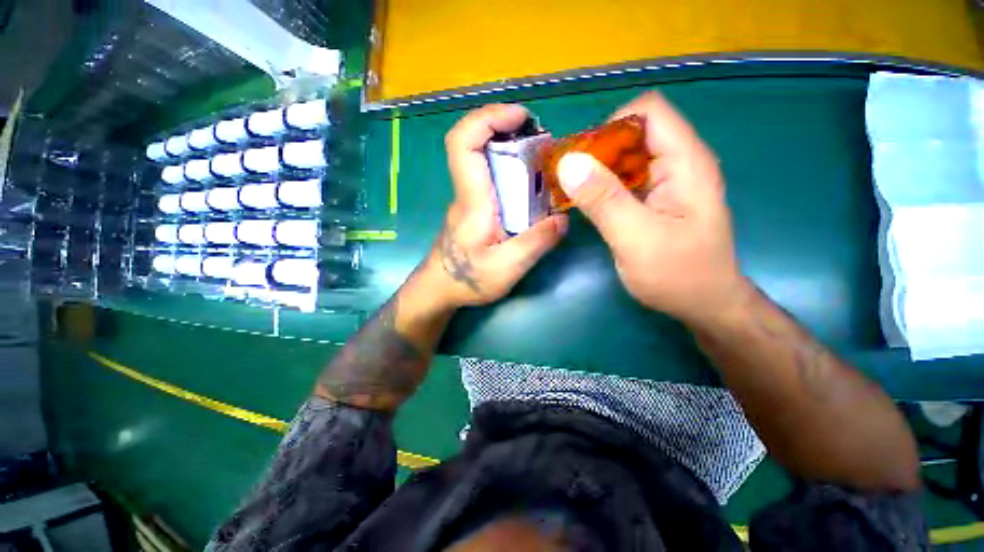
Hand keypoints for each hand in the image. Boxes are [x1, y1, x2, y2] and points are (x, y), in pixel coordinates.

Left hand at [427, 104, 568, 307]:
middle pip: (476, 144)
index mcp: (473, 201)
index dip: (487, 118)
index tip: (520, 116)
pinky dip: (511, 171)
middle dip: (507, 129)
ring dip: (512, 149)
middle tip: (541, 139)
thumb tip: (563, 219)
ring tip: (543, 160)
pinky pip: (491, 179)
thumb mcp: (507, 268)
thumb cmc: (468, 280)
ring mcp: (470, 200)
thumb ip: (536, 243)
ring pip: (485, 160)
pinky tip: (532, 186)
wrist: (441, 289)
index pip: (463, 143)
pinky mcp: (475, 209)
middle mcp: (468, 193)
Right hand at [556, 92, 748, 325]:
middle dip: (596, 152)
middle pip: (632, 133)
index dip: (610, 127)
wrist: (703, 305)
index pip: (647, 112)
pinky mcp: (653, 200)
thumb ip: (603, 199)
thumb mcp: (636, 238)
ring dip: (595, 171)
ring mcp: (665, 183)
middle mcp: (677, 164)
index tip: (581, 160)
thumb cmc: (678, 275)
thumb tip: (568, 163)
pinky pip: (623, 181)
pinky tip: (586, 205)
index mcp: (684, 162)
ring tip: (571, 193)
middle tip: (568, 181)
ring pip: (624, 158)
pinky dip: (601, 187)